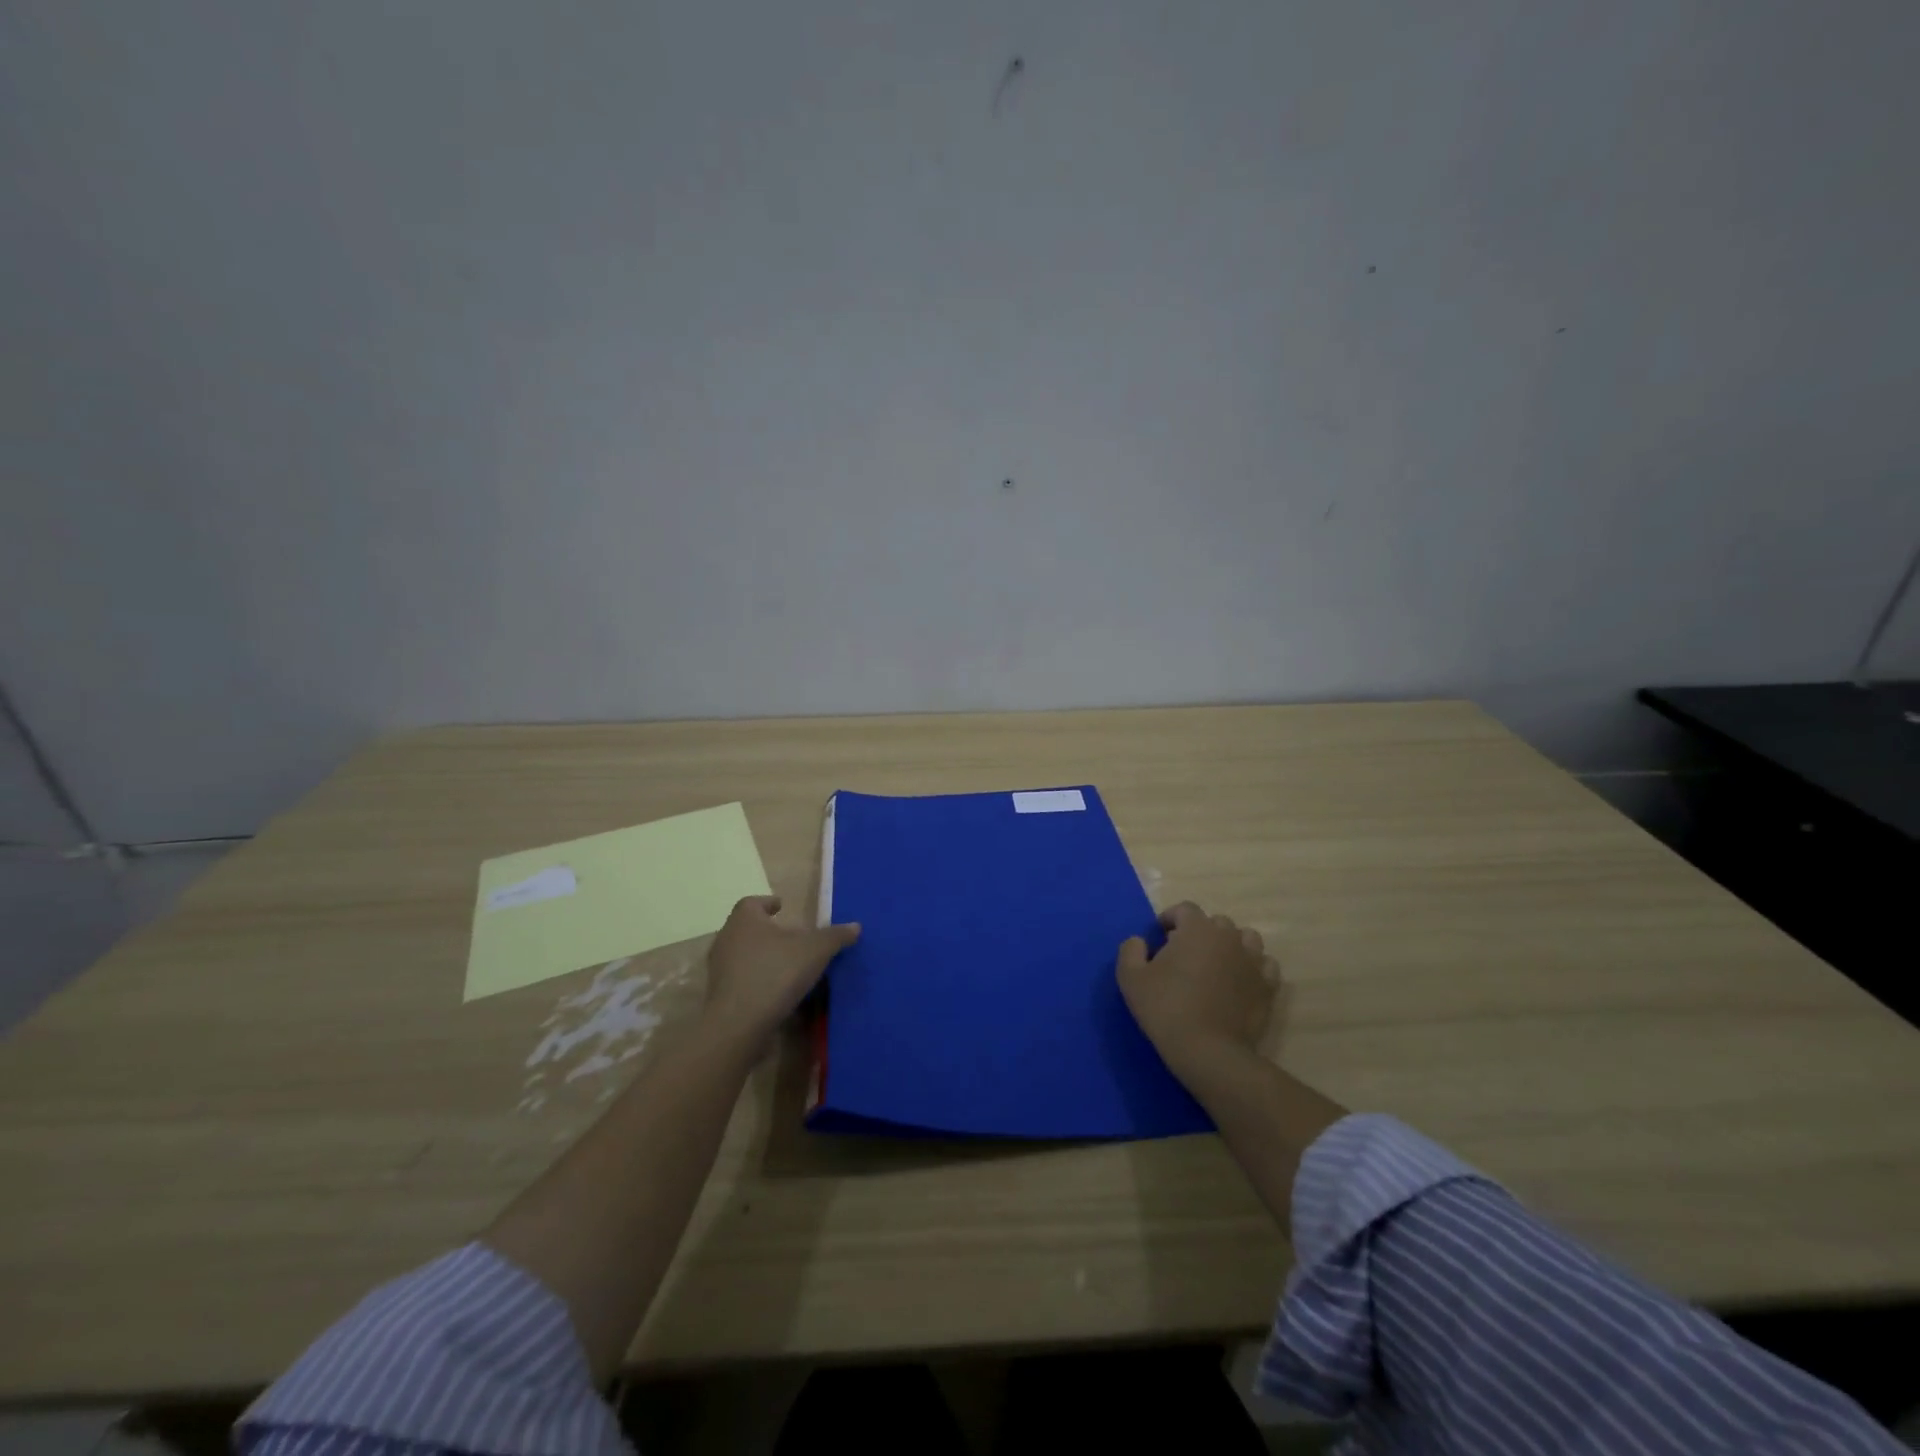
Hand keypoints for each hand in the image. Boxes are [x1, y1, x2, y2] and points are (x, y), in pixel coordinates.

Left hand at [702, 896, 859, 1048]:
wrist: (738, 1025)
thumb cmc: (775, 973)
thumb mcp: (815, 951)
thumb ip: (835, 936)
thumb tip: (855, 926)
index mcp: (745, 920)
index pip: (753, 902)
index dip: (768, 903)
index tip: (781, 907)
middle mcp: (727, 939)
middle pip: (748, 928)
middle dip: (768, 931)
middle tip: (791, 936)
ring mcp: (720, 969)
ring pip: (744, 955)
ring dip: (763, 957)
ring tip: (788, 965)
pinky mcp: (720, 995)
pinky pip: (742, 980)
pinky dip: (758, 980)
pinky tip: (778, 991)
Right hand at [1116, 902, 1274, 1080]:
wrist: (1208, 1051)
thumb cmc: (1166, 1008)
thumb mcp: (1131, 978)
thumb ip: (1130, 951)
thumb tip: (1139, 941)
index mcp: (1197, 929)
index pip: (1185, 909)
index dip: (1171, 918)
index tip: (1160, 935)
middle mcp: (1228, 937)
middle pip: (1216, 922)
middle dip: (1200, 932)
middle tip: (1185, 955)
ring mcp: (1253, 961)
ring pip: (1246, 939)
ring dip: (1230, 945)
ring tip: (1216, 964)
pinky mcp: (1268, 987)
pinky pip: (1264, 965)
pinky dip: (1253, 967)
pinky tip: (1240, 980)